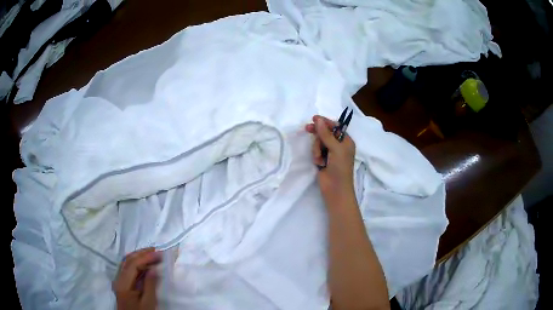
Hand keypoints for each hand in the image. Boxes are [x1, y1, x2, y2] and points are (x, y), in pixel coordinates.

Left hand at [113, 248, 160, 309]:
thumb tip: (153, 268)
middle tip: (157, 250)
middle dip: (142, 253)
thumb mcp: (148, 303)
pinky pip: (128, 269)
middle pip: (128, 260)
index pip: (133, 264)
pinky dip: (137, 263)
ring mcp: (119, 280)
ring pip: (127, 263)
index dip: (146, 257)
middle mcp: (119, 278)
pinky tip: (145, 264)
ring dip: (139, 256)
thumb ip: (150, 285)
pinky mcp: (123, 283)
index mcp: (123, 283)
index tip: (159, 253)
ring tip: (152, 254)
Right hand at [305, 115, 355, 205]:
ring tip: (319, 158)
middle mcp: (338, 145)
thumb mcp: (335, 148)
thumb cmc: (340, 167)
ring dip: (317, 149)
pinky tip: (319, 163)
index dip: (325, 122)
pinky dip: (316, 156)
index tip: (314, 118)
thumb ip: (326, 134)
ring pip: (318, 142)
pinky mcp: (322, 160)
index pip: (335, 127)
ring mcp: (330, 153)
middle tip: (307, 128)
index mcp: (346, 141)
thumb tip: (318, 119)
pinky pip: (315, 151)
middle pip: (325, 133)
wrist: (335, 189)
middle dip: (318, 135)